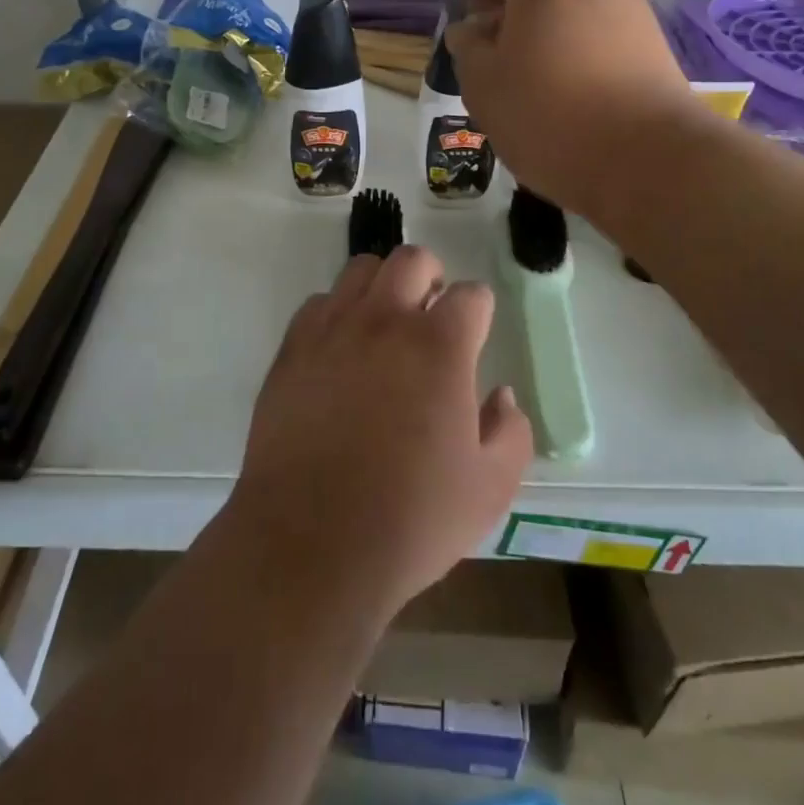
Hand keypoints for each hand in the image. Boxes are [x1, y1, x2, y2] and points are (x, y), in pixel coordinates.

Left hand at [229, 246, 533, 615]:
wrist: (309, 544)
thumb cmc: (410, 520)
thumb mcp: (489, 489)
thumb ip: (510, 432)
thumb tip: (502, 396)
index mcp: (439, 347)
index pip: (471, 295)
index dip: (479, 311)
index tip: (475, 334)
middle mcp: (385, 321)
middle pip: (412, 260)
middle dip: (431, 277)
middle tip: (431, 315)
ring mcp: (333, 330)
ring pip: (361, 270)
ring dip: (382, 286)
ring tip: (385, 324)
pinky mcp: (292, 349)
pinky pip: (319, 303)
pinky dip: (337, 313)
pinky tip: (341, 350)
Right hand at [443, 0, 699, 214]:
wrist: (650, 160)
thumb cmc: (550, 116)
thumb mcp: (484, 84)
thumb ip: (468, 46)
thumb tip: (472, 30)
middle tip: (480, 24)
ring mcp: (628, 0)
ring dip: (536, 10)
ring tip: (516, 50)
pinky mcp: (650, 32)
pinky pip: (594, 15)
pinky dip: (567, 27)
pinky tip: (556, 66)